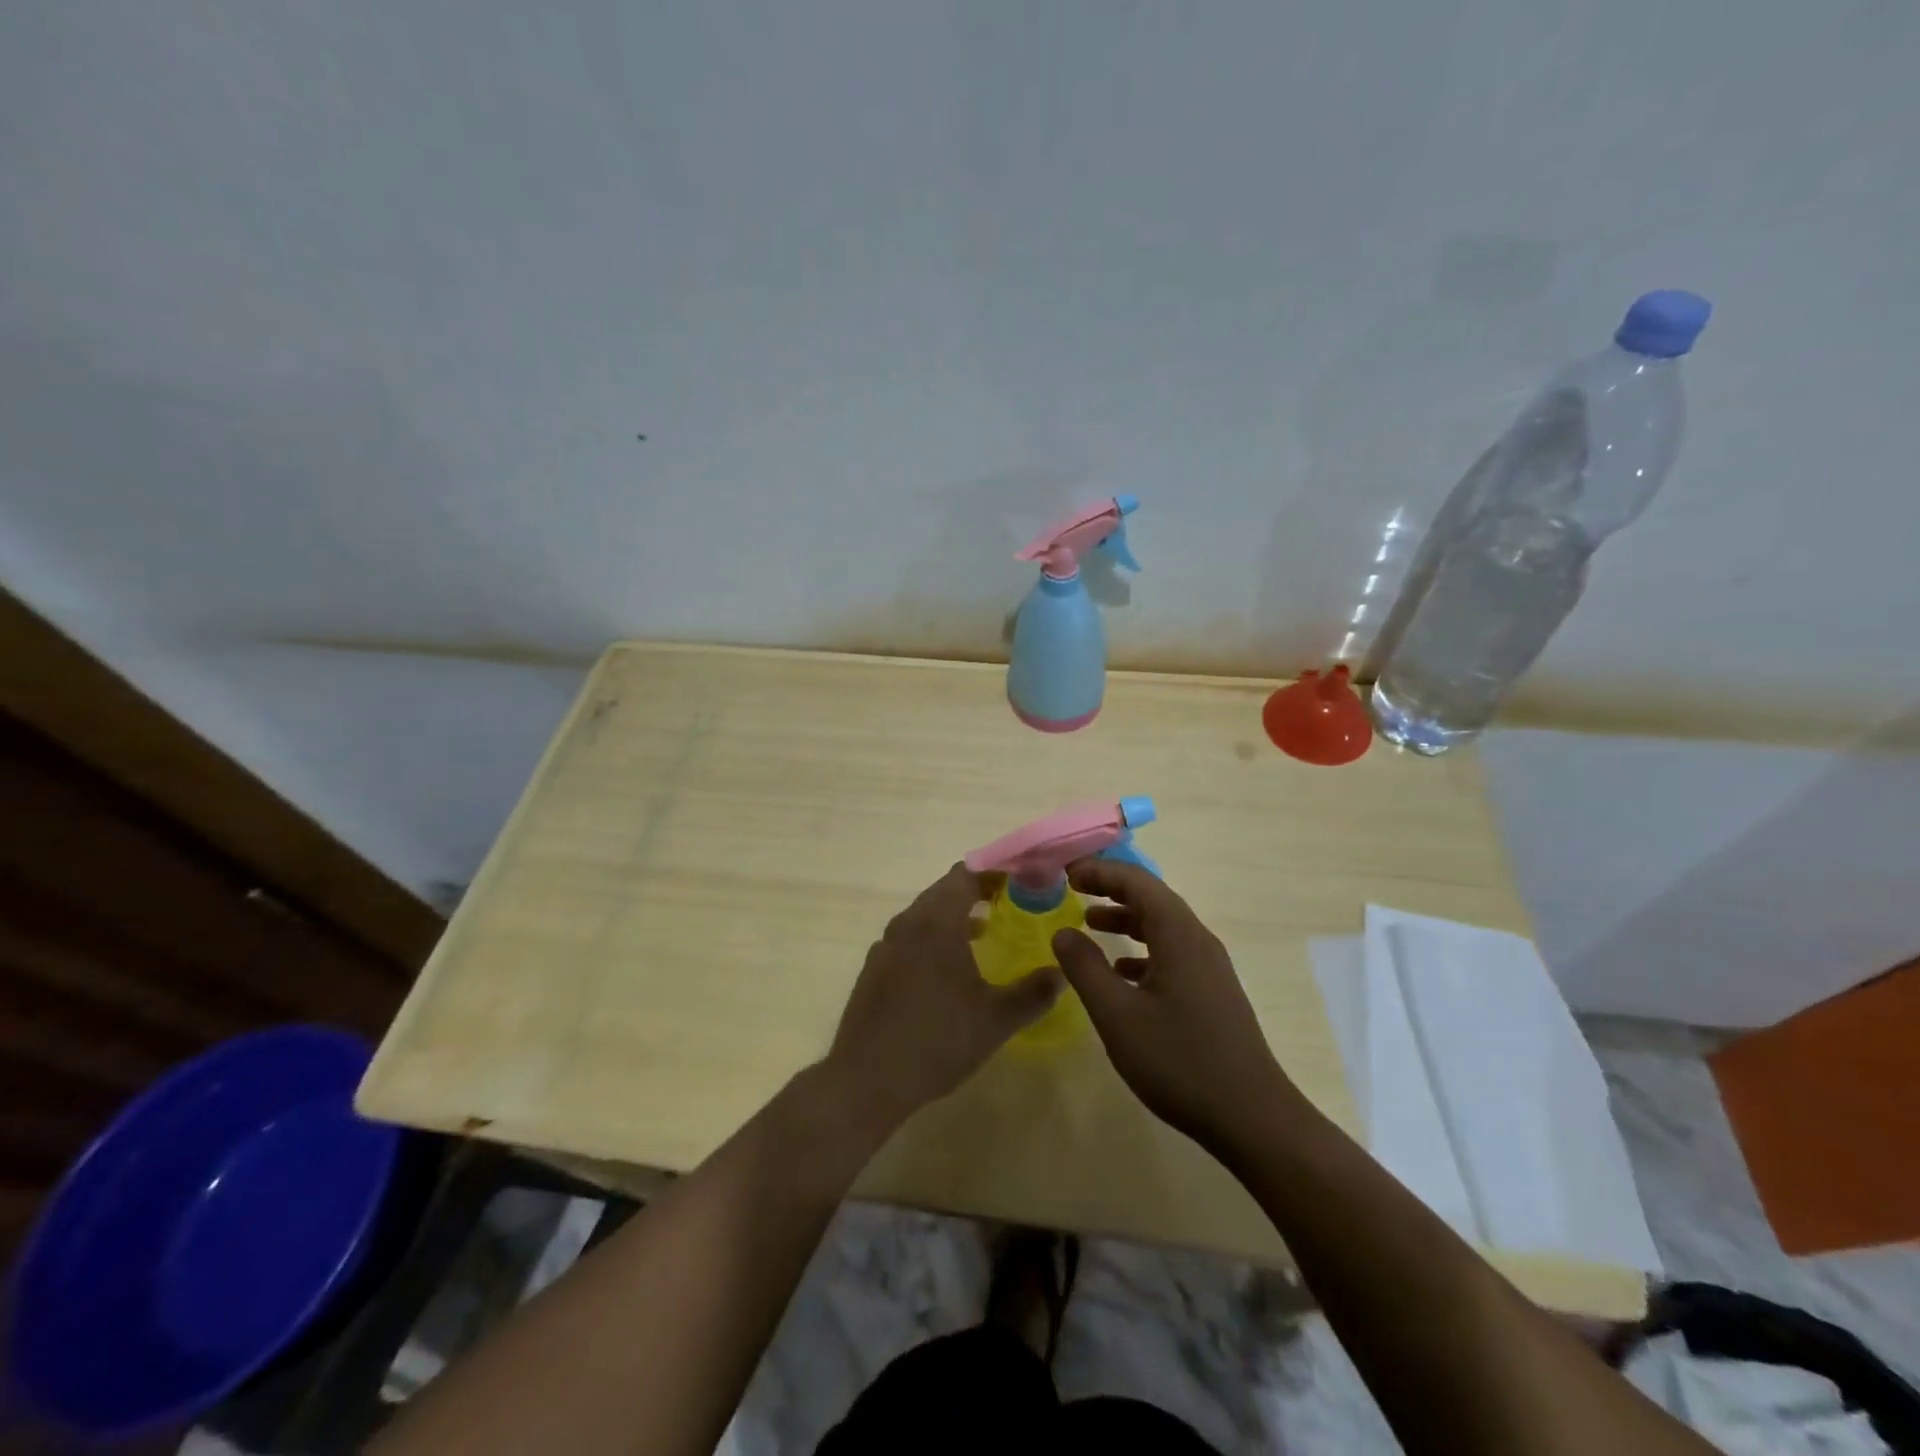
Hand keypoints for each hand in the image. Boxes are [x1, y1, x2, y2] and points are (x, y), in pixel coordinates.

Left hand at [825, 863, 1060, 1128]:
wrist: (866, 1079)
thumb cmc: (937, 1040)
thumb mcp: (996, 1020)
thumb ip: (1034, 992)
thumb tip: (1061, 972)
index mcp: (937, 921)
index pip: (966, 874)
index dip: (995, 872)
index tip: (1022, 880)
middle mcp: (908, 922)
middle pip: (944, 890)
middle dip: (977, 891)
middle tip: (1011, 903)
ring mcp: (886, 945)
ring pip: (925, 914)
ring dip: (954, 915)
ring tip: (985, 932)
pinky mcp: (874, 968)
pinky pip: (909, 937)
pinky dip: (932, 937)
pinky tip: (948, 969)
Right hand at [1051, 859, 1297, 1155]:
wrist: (1252, 1117)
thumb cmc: (1179, 1061)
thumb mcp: (1118, 1015)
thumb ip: (1085, 968)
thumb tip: (1062, 931)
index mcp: (1178, 935)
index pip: (1137, 882)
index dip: (1100, 871)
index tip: (1066, 872)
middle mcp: (1197, 940)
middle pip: (1152, 898)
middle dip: (1112, 889)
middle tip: (1073, 889)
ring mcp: (1209, 968)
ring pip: (1163, 926)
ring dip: (1126, 919)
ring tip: (1090, 923)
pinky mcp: (1213, 992)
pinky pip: (1172, 953)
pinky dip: (1142, 950)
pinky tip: (1121, 974)